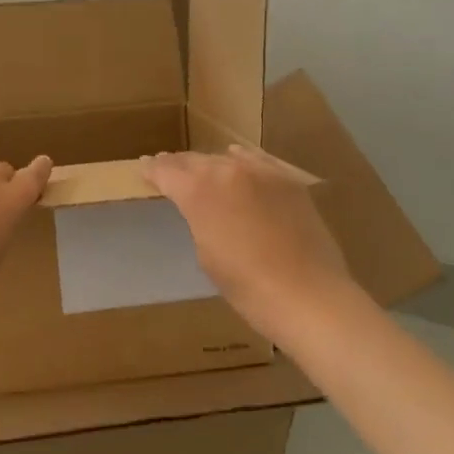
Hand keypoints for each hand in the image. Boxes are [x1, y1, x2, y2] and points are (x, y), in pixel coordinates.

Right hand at [144, 145, 351, 341]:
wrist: (309, 295)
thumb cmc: (247, 287)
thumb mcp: (207, 255)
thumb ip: (198, 220)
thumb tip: (200, 208)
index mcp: (199, 191)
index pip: (167, 171)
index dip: (152, 170)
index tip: (144, 168)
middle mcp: (227, 171)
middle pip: (195, 160)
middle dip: (178, 164)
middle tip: (166, 166)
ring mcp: (262, 172)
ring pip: (226, 159)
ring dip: (209, 163)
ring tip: (199, 167)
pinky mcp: (288, 180)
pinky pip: (257, 161)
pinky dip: (242, 160)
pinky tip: (237, 158)